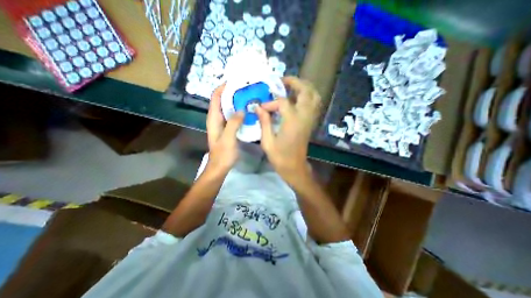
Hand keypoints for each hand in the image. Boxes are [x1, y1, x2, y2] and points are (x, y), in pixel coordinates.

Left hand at [208, 84, 244, 173]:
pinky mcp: (228, 129)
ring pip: (228, 108)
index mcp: (213, 118)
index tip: (235, 81)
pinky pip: (233, 116)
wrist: (220, 167)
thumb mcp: (228, 138)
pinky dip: (239, 111)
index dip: (223, 88)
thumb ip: (234, 123)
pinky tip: (248, 111)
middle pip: (222, 100)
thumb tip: (242, 110)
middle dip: (232, 93)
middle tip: (246, 89)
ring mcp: (222, 124)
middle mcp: (216, 118)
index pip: (216, 97)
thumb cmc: (223, 154)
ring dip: (236, 101)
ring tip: (249, 97)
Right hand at [255, 77, 321, 183]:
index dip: (271, 102)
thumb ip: (264, 122)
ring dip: (303, 88)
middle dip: (294, 82)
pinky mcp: (310, 123)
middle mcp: (304, 117)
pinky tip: (296, 98)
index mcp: (292, 121)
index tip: (261, 108)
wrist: (294, 167)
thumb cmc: (280, 157)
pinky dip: (307, 96)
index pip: (282, 102)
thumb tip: (258, 107)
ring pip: (313, 96)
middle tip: (282, 81)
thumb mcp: (267, 141)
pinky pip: (314, 104)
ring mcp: (310, 119)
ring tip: (290, 87)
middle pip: (305, 91)